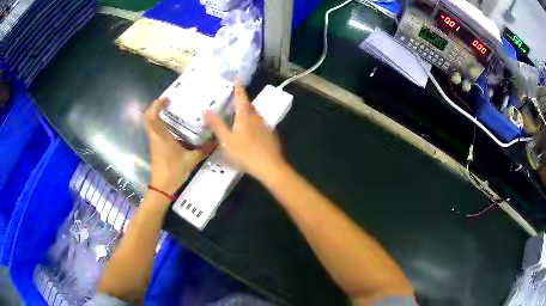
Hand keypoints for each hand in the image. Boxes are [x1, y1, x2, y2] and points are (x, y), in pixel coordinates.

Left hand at [145, 98, 204, 194]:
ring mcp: (154, 143)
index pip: (152, 116)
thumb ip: (204, 149)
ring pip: (151, 125)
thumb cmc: (173, 171)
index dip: (156, 105)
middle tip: (168, 102)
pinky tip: (173, 127)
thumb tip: (217, 140)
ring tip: (171, 111)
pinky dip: (160, 125)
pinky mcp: (155, 148)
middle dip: (156, 108)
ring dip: (157, 115)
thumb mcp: (191, 160)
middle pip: (149, 118)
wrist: (162, 187)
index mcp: (161, 136)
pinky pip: (155, 131)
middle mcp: (155, 137)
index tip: (166, 98)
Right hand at [205, 84, 286, 180]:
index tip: (237, 78)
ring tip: (239, 115)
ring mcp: (265, 126)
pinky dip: (253, 122)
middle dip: (242, 100)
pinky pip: (260, 124)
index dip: (238, 87)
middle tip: (234, 99)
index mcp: (245, 116)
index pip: (241, 97)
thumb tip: (205, 109)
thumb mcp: (226, 140)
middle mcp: (256, 117)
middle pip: (249, 105)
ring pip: (255, 114)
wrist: (270, 167)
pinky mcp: (270, 135)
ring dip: (247, 111)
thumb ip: (216, 124)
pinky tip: (250, 132)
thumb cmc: (245, 153)